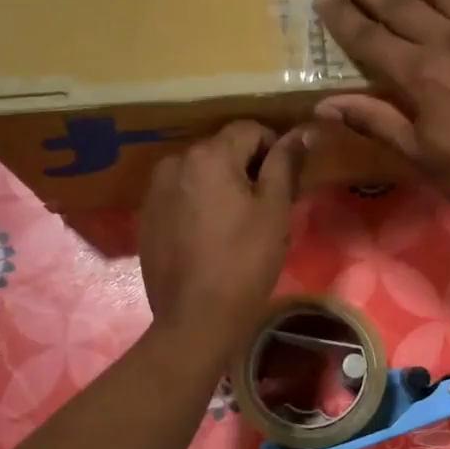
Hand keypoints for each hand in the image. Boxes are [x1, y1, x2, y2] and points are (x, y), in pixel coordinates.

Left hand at [140, 121, 307, 354]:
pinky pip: (181, 196)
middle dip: (247, 168)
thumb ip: (286, 164)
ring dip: (221, 186)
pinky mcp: (147, 218)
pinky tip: (211, 237)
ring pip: (200, 174)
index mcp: (208, 155)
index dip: (275, 149)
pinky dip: (199, 205)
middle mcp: (175, 162)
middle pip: (221, 150)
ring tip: (238, 223)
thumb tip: (302, 132)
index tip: (288, 182)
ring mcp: (155, 191)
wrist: (196, 318)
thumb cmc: (245, 261)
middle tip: (267, 205)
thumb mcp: (275, 210)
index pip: (249, 130)